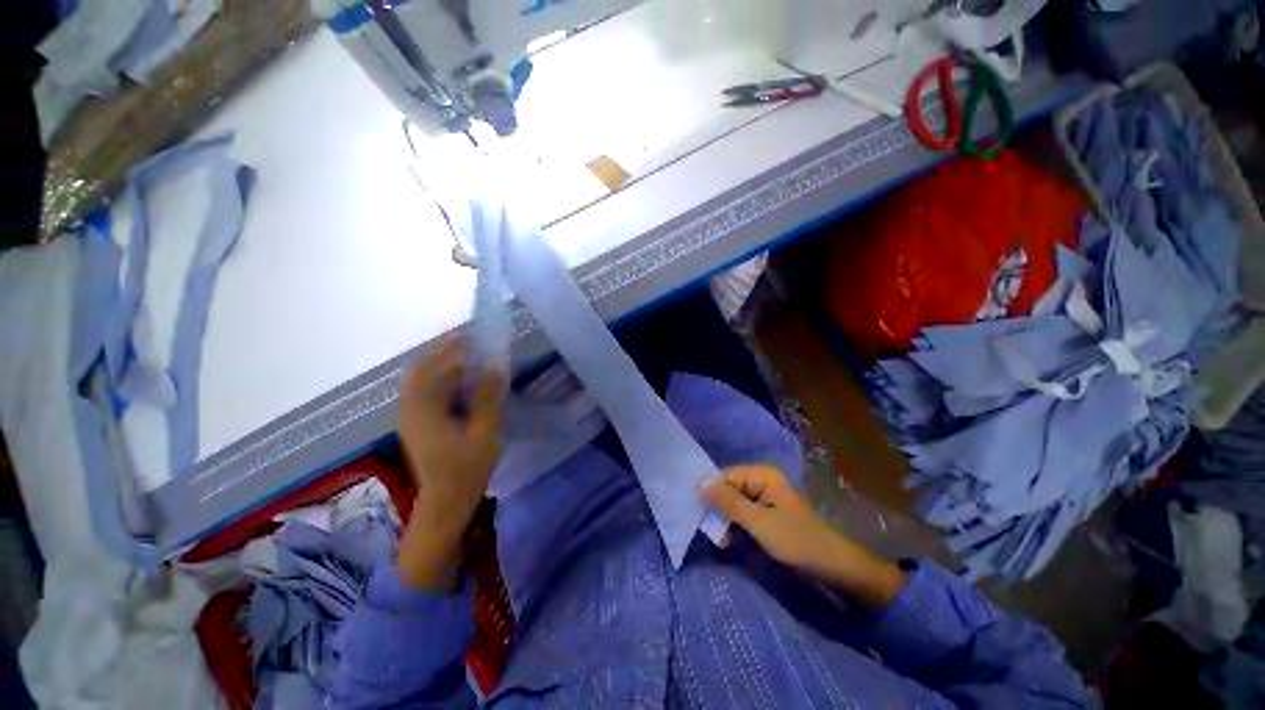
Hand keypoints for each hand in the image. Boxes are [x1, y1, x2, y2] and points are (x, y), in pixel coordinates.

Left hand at [395, 337, 506, 589]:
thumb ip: (488, 399)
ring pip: (421, 376)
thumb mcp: (485, 434)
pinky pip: (424, 388)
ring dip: (442, 360)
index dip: (455, 348)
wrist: (445, 501)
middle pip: (422, 367)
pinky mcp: (416, 421)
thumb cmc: (467, 470)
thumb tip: (495, 366)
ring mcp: (410, 415)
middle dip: (445, 349)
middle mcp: (410, 407)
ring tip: (469, 353)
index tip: (478, 336)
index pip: (435, 366)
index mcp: (424, 410)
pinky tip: (460, 378)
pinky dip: (440, 375)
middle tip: (474, 340)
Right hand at [702, 465, 905, 607]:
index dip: (710, 493)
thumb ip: (729, 503)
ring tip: (720, 540)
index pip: (724, 476)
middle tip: (711, 532)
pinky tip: (729, 539)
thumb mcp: (759, 523)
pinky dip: (735, 524)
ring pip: (734, 502)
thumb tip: (700, 484)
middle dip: (718, 509)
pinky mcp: (767, 511)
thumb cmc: (797, 541)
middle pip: (728, 488)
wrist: (833, 566)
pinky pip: (743, 512)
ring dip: (725, 519)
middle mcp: (762, 480)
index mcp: (762, 474)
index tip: (698, 513)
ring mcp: (765, 495)